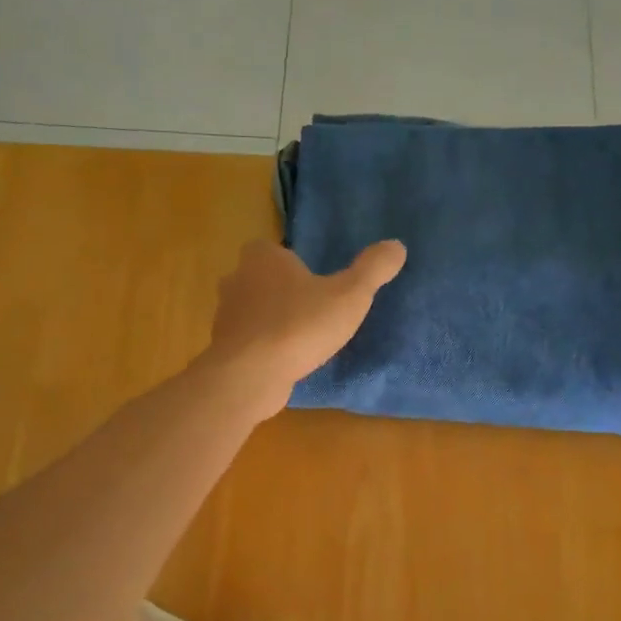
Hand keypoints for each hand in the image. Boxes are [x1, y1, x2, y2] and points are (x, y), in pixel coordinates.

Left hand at [204, 239, 406, 418]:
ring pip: (254, 311)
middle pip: (265, 280)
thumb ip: (373, 269)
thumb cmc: (298, 325)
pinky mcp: (224, 347)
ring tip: (303, 339)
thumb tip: (397, 245)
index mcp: (262, 256)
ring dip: (274, 322)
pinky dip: (264, 348)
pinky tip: (285, 362)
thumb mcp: (349, 295)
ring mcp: (225, 315)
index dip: (297, 265)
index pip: (279, 250)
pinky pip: (249, 341)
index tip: (319, 285)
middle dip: (285, 293)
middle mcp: (237, 278)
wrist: (249, 375)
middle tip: (314, 311)